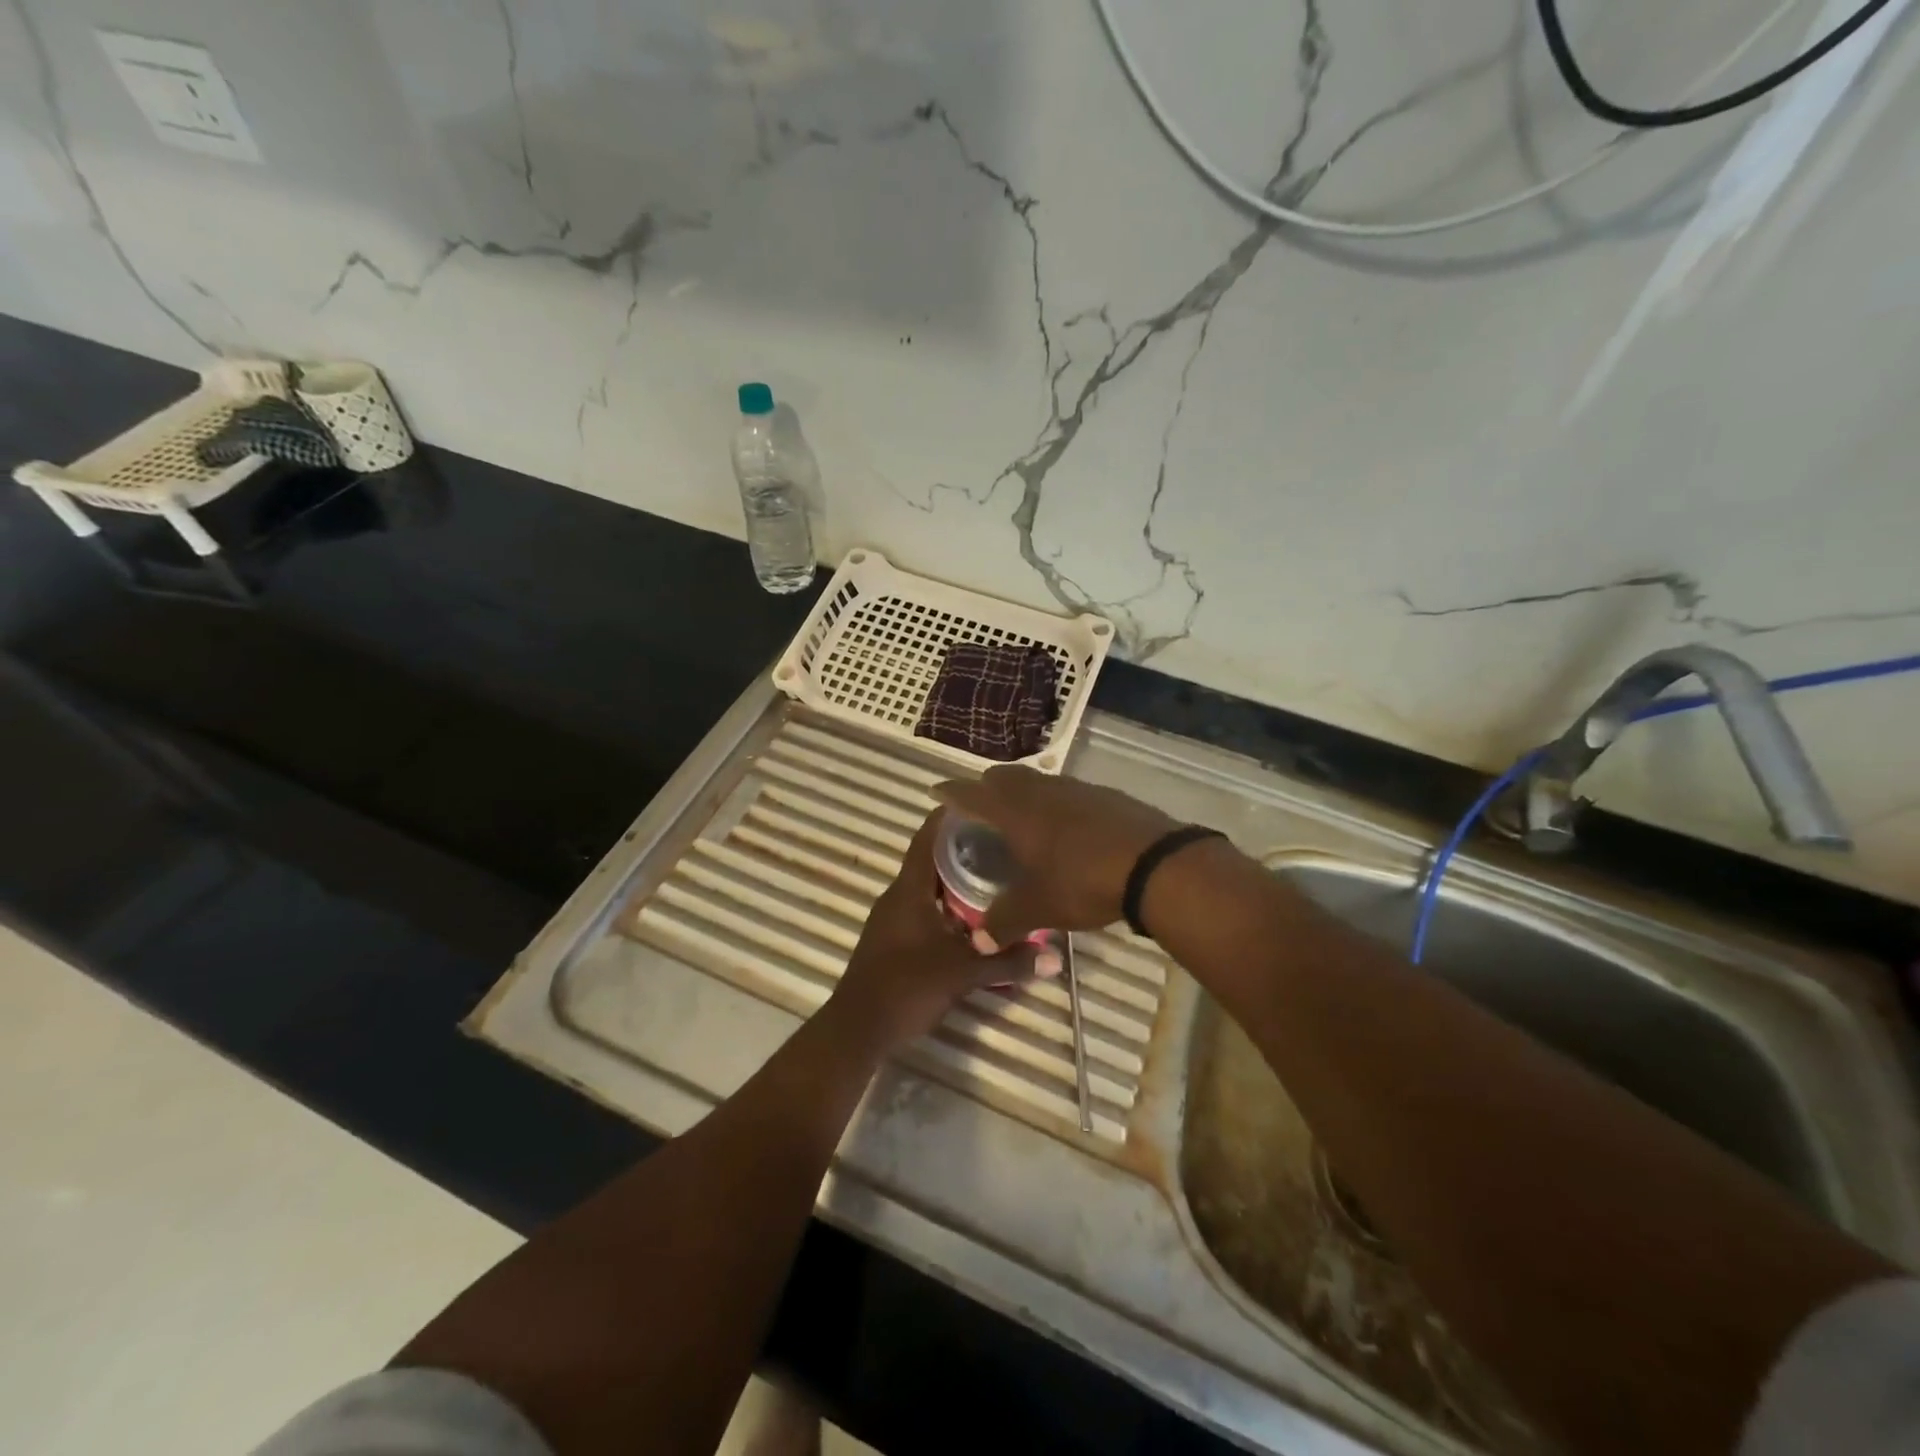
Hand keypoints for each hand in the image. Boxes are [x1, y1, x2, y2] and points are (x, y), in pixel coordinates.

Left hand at [827, 811, 1034, 1053]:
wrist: (858, 1028)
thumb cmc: (907, 987)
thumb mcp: (963, 973)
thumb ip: (1008, 962)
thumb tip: (1055, 957)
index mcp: (909, 890)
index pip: (927, 839)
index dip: (948, 817)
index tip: (980, 803)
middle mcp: (898, 897)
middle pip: (931, 861)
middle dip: (963, 849)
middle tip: (1002, 840)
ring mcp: (893, 919)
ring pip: (929, 888)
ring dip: (956, 880)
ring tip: (995, 873)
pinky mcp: (894, 940)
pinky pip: (925, 910)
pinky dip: (948, 906)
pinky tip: (974, 918)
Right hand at [934, 766, 1177, 945]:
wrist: (1154, 864)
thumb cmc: (1083, 880)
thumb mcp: (1039, 908)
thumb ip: (1004, 923)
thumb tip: (979, 942)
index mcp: (1014, 812)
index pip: (972, 794)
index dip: (951, 793)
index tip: (937, 793)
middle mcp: (1040, 791)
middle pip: (1004, 777)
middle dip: (986, 788)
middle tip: (979, 809)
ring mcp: (1075, 789)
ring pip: (1037, 781)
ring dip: (1022, 793)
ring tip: (1020, 818)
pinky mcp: (1104, 795)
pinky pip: (1066, 791)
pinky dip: (1054, 802)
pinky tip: (1064, 827)